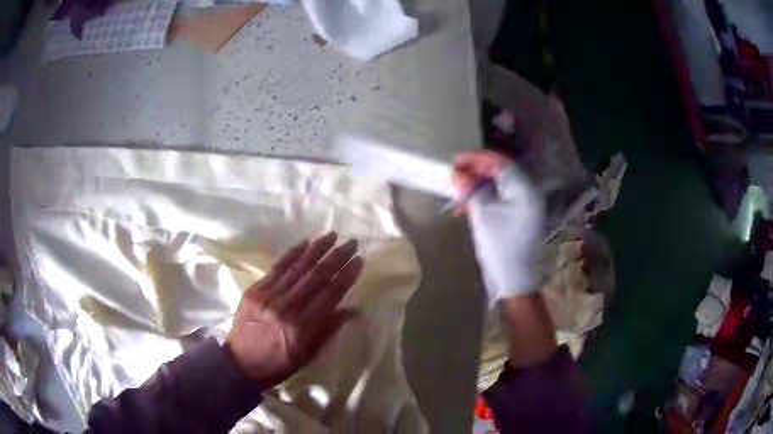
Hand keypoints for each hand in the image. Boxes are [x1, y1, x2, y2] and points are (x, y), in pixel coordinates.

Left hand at [226, 232, 362, 386]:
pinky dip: (292, 254)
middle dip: (336, 257)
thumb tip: (352, 310)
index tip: (359, 261)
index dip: (346, 276)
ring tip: (332, 235)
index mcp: (302, 328)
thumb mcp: (308, 355)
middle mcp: (286, 308)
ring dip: (316, 250)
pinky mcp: (255, 290)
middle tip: (351, 242)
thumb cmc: (279, 364)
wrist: (241, 363)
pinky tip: (305, 242)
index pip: (330, 295)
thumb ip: (329, 330)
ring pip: (297, 268)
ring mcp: (268, 296)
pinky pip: (276, 268)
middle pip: (316, 277)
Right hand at [453, 150, 543, 301]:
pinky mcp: (516, 219)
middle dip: (475, 172)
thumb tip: (457, 175)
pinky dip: (482, 201)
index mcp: (525, 191)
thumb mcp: (483, 217)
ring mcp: (523, 208)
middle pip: (500, 174)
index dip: (477, 159)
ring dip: (476, 187)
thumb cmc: (501, 248)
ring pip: (497, 188)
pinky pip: (498, 201)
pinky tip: (464, 207)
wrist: (513, 282)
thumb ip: (471, 191)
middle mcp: (527, 195)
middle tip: (454, 173)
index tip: (456, 160)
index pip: (501, 164)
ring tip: (456, 190)